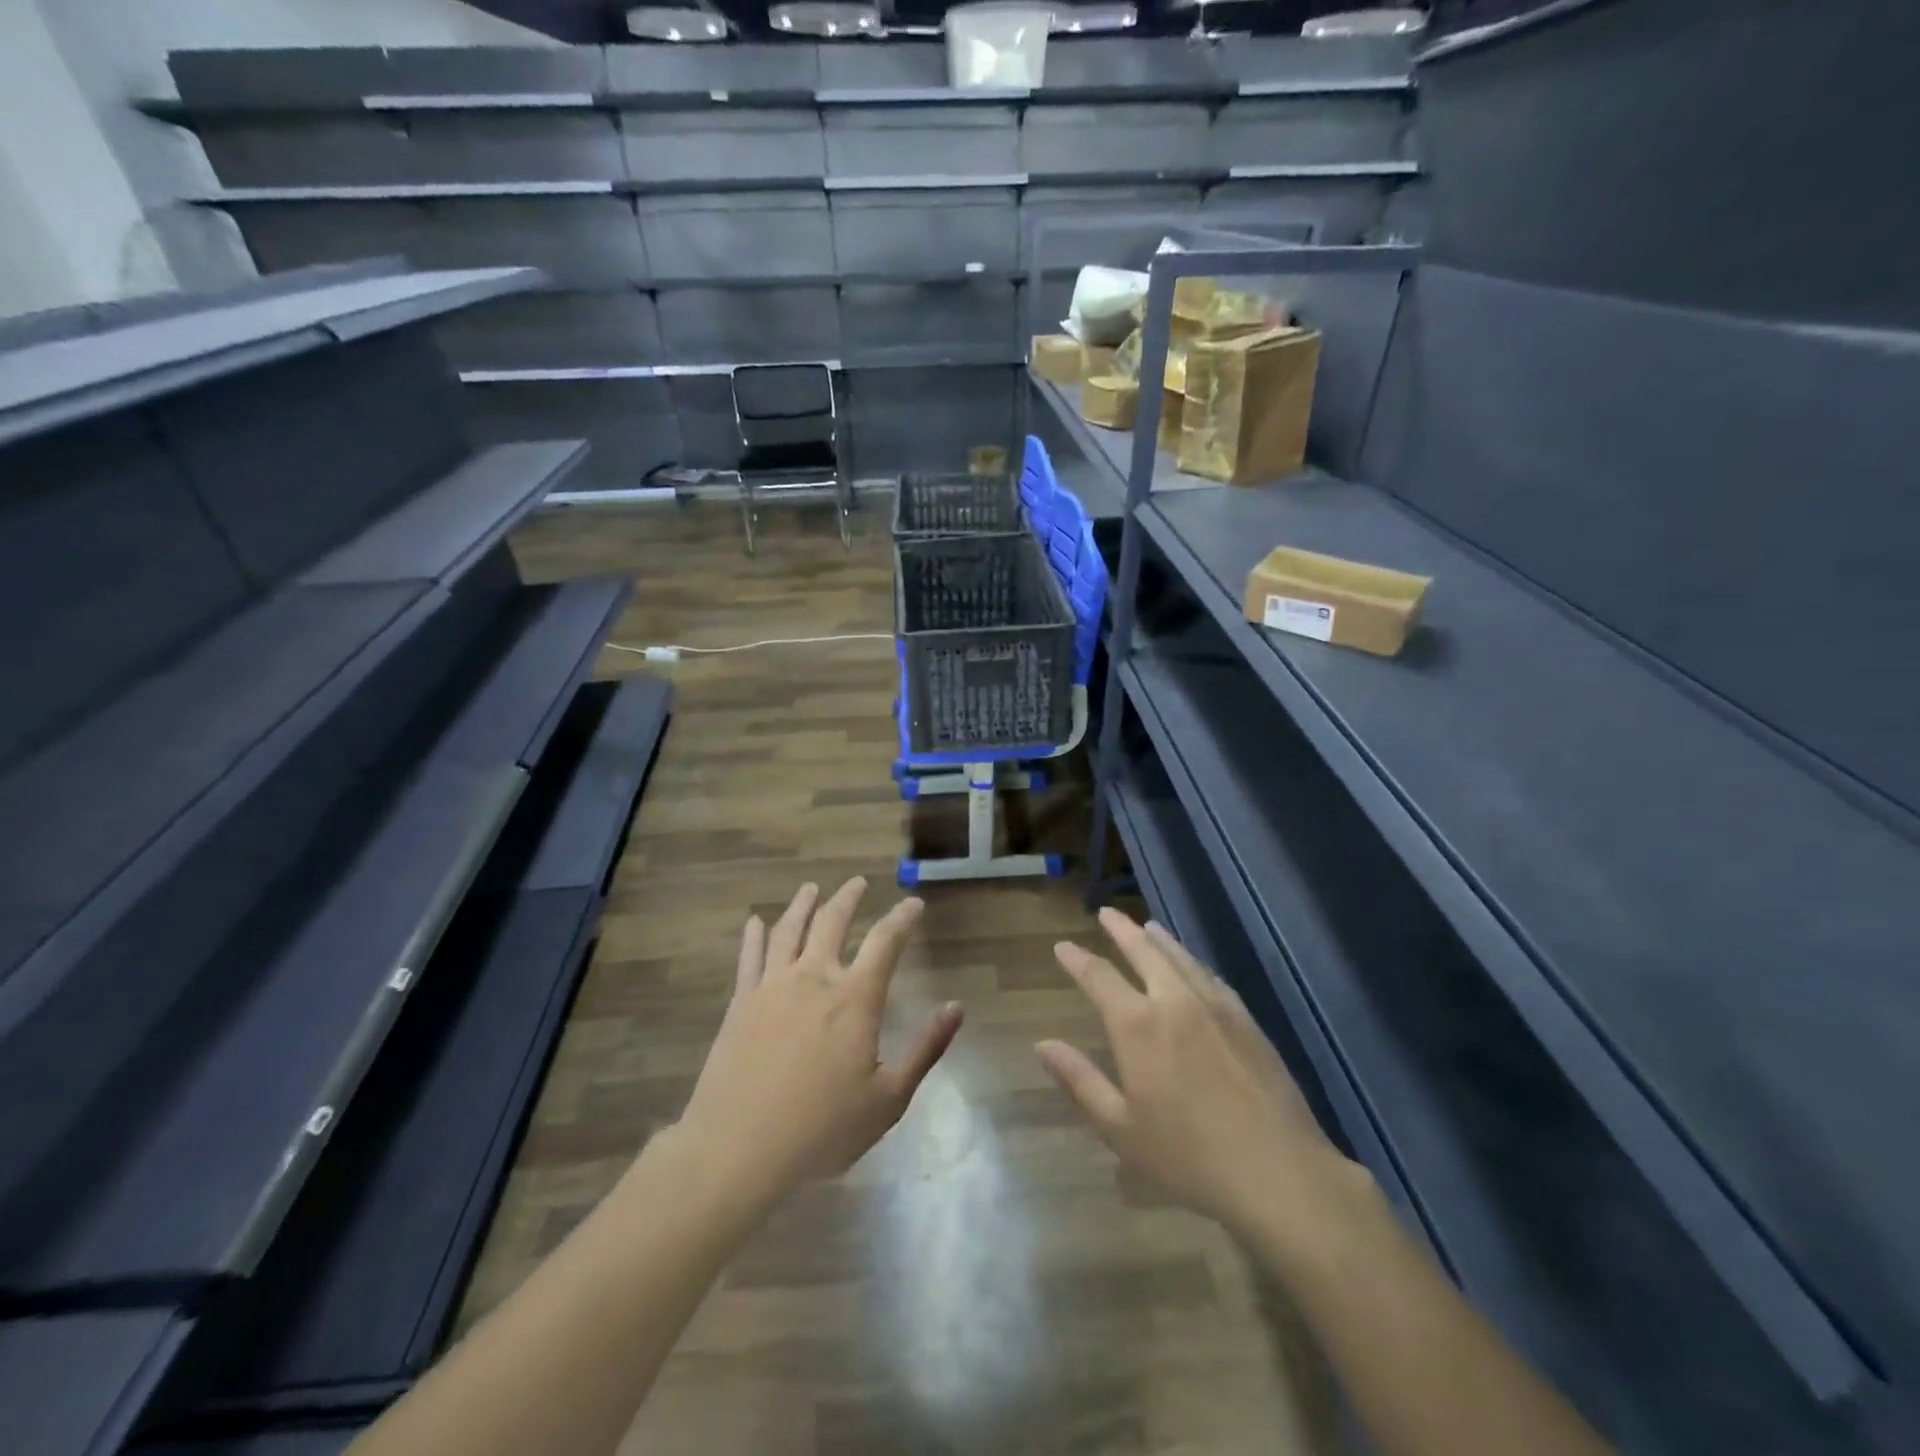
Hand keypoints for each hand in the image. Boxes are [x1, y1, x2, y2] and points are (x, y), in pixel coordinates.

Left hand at [674, 878, 962, 1206]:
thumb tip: (956, 1008)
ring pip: (789, 930)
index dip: (902, 917)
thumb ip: (925, 1049)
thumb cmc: (822, 1129)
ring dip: (803, 905)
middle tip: (857, 883)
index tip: (913, 903)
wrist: (739, 1148)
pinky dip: (755, 935)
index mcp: (854, 999)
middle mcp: (814, 978)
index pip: (885, 941)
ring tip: (811, 889)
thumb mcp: (889, 1099)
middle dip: (848, 898)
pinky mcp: (740, 1002)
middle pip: (832, 922)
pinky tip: (755, 922)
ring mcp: (772, 986)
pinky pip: (749, 956)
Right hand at [1038, 908, 1356, 1240]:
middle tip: (1106, 913)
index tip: (1063, 946)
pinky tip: (1194, 967)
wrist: (1277, 1170)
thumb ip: (1080, 1080)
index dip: (1078, 959)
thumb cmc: (1187, 1155)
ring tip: (1147, 926)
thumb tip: (1043, 1045)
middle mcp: (1174, 1001)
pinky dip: (1193, 963)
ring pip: (1181, 958)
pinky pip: (1212, 978)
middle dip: (1122, 930)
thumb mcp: (1120, 1127)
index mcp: (1137, 1024)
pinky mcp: (1246, 1021)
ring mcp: (1215, 1007)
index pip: (1099, 977)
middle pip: (1144, 951)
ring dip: (1160, 939)